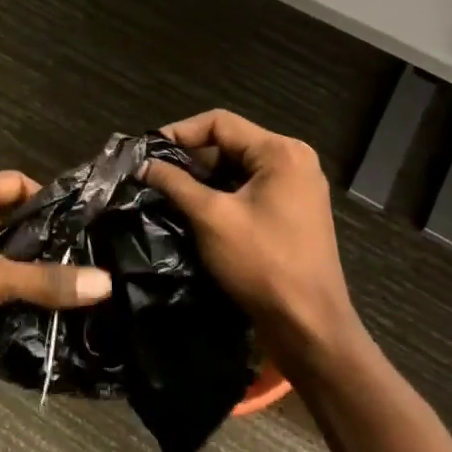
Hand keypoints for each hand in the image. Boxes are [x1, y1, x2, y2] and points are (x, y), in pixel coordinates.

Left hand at [0, 170, 112, 382]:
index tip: (85, 232)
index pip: (19, 184)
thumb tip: (106, 283)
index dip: (51, 204)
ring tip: (61, 300)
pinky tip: (22, 321)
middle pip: (7, 220)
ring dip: (16, 277)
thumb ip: (46, 281)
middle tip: (81, 272)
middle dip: (38, 247)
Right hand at [141, 110, 357, 368]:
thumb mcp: (211, 218)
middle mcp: (293, 161)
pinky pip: (249, 189)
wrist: (309, 328)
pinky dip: (221, 195)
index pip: (219, 123)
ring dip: (202, 178)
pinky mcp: (292, 213)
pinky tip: (193, 210)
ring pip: (237, 168)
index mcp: (281, 152)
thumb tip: (142, 165)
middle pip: (229, 143)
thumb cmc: (262, 265)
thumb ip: (175, 183)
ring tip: (166, 192)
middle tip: (152, 175)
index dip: (179, 132)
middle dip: (189, 158)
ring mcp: (296, 188)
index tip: (147, 152)